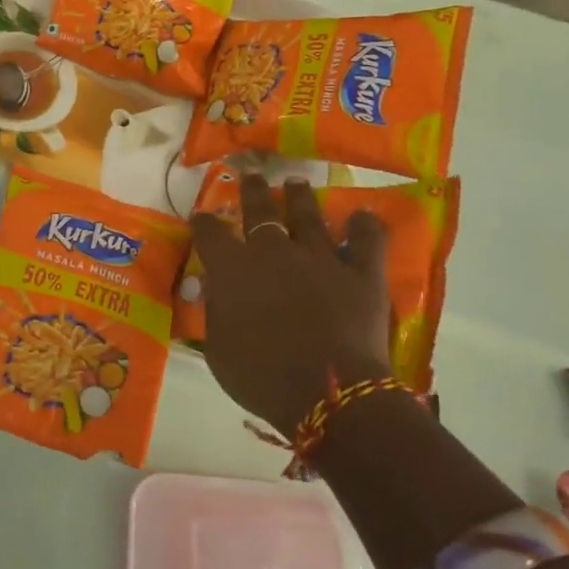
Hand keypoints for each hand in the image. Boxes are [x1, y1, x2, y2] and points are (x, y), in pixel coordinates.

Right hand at [190, 174, 391, 435]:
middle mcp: (274, 252)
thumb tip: (216, 290)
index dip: (204, 223)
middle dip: (253, 190)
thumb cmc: (262, 378)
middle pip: (260, 210)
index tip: (202, 217)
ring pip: (308, 215)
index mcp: (233, 269)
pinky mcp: (361, 272)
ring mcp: (320, 257)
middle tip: (252, 175)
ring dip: (300, 197)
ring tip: (296, 183)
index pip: (211, 233)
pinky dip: (365, 227)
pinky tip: (363, 217)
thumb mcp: (219, 350)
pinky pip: (367, 240)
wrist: (328, 393)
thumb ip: (217, 312)